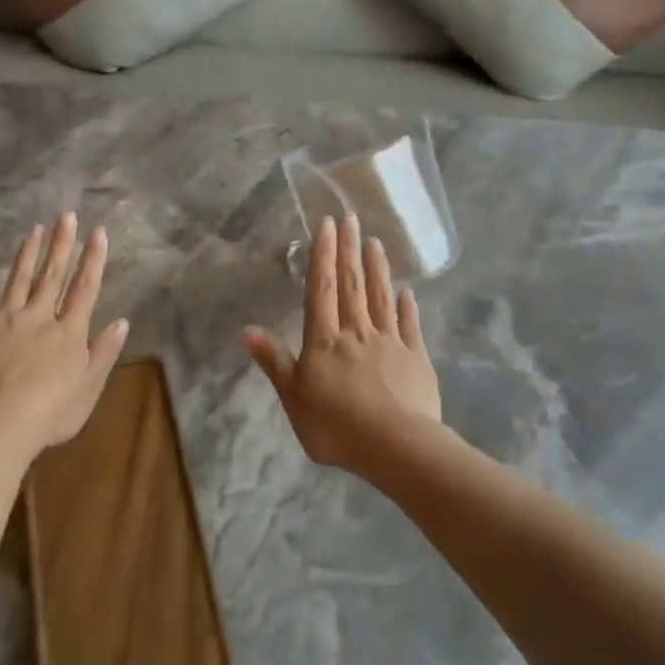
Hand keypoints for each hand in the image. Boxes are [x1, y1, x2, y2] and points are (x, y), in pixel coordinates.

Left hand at [0, 213, 129, 454]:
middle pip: (52, 275)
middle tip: (66, 216)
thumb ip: (104, 352)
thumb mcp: (90, 386)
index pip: (85, 288)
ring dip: (28, 253)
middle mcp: (39, 316)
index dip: (93, 260)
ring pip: (19, 279)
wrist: (0, 423)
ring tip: (35, 229)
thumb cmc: (52, 412)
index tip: (98, 232)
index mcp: (69, 332)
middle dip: (62, 245)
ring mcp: (4, 319)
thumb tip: (122, 321)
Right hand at [244, 213, 441, 473]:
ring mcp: (390, 343)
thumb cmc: (336, 425)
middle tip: (352, 218)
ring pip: (382, 298)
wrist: (395, 446)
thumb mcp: (293, 397)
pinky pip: (410, 326)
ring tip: (375, 243)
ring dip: (378, 269)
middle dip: (349, 250)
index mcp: (325, 340)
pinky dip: (408, 307)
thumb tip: (248, 330)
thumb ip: (274, 361)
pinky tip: (407, 292)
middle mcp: (357, 332)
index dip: (323, 255)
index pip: (321, 289)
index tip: (327, 224)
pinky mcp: (416, 359)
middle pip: (352, 285)